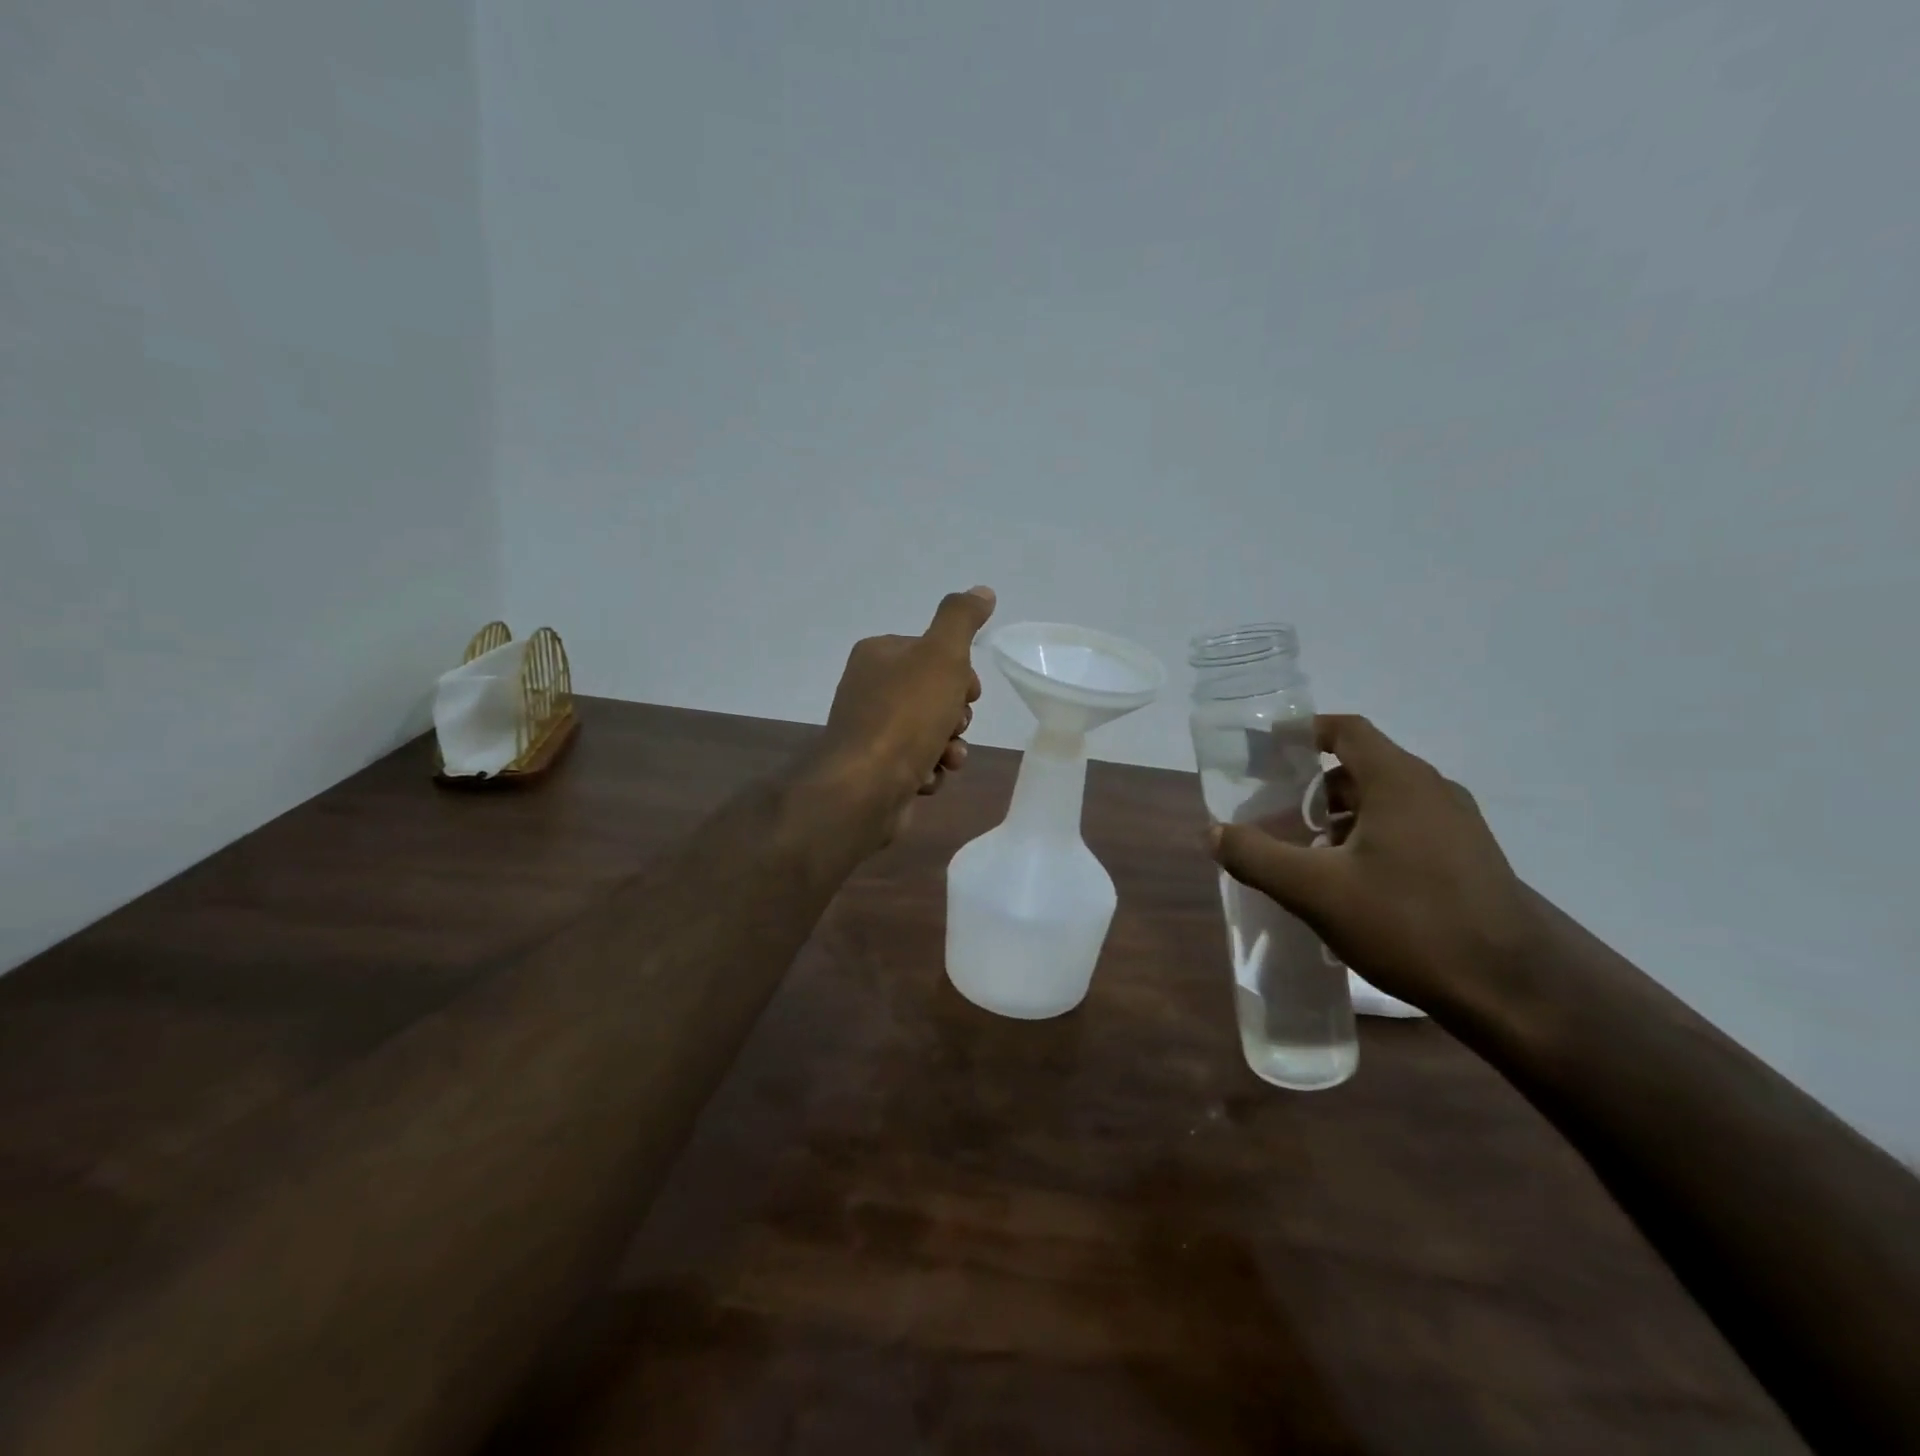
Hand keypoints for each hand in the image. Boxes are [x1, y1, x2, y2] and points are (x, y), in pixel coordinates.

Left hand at [811, 586, 994, 843]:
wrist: (865, 787)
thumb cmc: (906, 715)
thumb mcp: (941, 655)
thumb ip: (961, 619)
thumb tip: (982, 591)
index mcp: (878, 654)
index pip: (934, 653)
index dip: (961, 674)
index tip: (969, 693)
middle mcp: (869, 688)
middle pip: (934, 695)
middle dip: (955, 716)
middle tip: (953, 727)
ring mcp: (870, 731)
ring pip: (929, 732)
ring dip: (948, 747)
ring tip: (945, 758)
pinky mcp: (874, 769)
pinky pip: (915, 764)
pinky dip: (928, 772)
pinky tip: (925, 779)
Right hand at [1209, 714, 1541, 1015]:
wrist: (1512, 991)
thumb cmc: (1409, 924)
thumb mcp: (1315, 891)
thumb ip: (1256, 856)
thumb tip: (1212, 831)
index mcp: (1399, 781)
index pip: (1345, 730)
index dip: (1301, 733)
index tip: (1264, 752)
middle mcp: (1432, 791)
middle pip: (1360, 766)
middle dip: (1310, 785)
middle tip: (1271, 811)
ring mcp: (1457, 825)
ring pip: (1383, 801)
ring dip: (1338, 816)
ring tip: (1301, 850)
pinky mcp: (1468, 859)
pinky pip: (1405, 828)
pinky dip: (1366, 837)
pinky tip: (1346, 881)